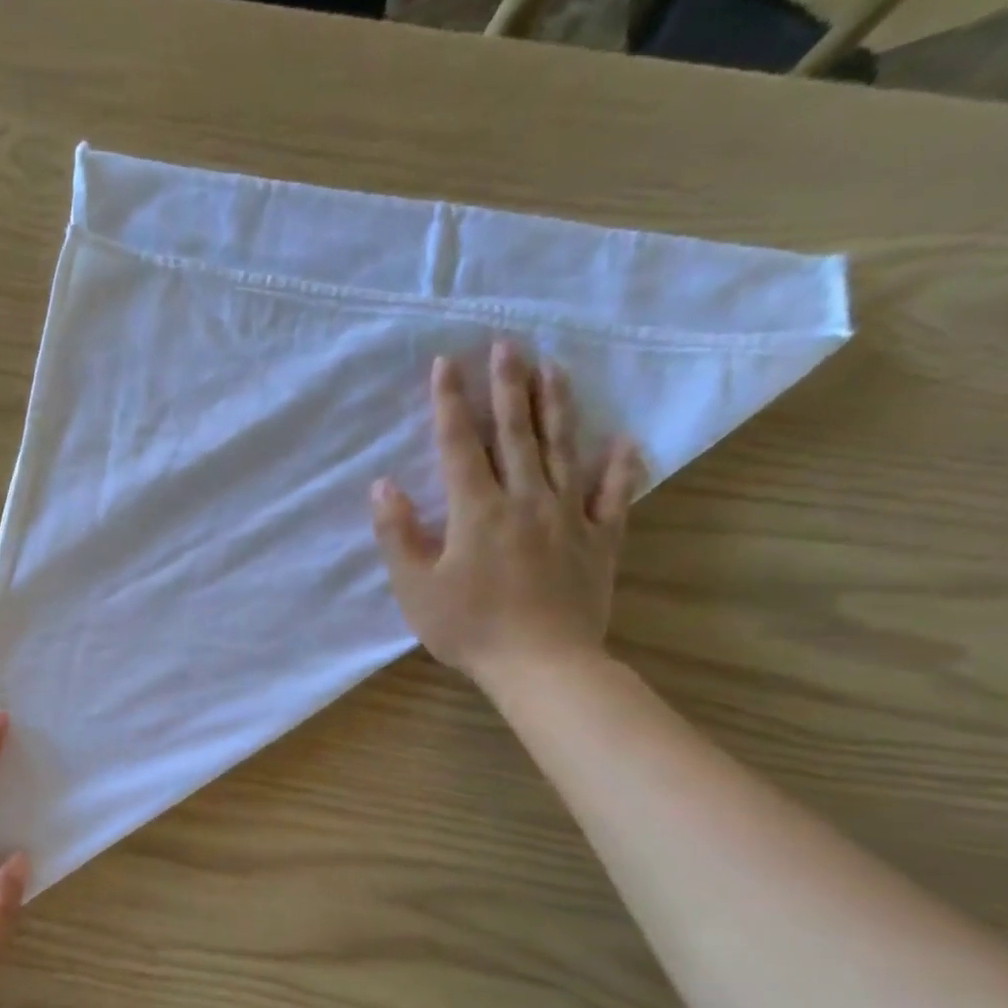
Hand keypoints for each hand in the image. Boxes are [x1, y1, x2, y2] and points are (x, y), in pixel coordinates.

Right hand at [370, 343, 642, 698]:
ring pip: (562, 450)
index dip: (450, 403)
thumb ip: (398, 533)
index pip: (459, 445)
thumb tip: (383, 486)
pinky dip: (620, 466)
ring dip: (557, 407)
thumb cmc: (468, 627)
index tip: (446, 363)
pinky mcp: (599, 540)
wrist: (541, 663)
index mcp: (477, 510)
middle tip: (508, 344)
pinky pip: (613, 495)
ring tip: (555, 368)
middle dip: (508, 387)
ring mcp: (568, 516)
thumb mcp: (415, 586)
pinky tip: (623, 440)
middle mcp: (525, 500)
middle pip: (516, 433)